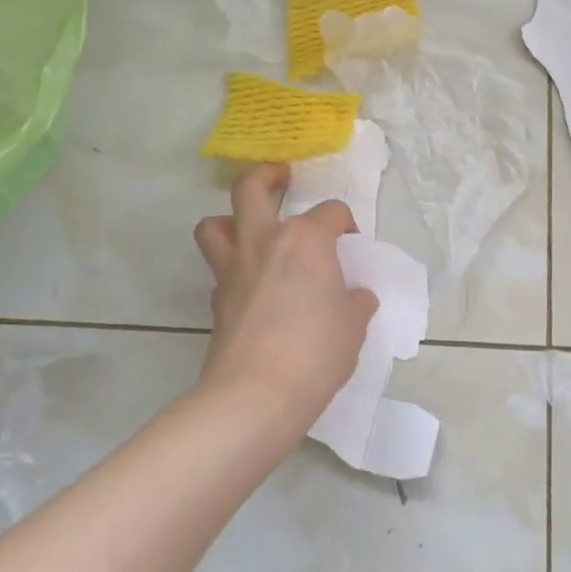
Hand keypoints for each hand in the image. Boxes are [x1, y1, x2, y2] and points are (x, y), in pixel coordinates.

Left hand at [192, 164, 377, 430]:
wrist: (255, 396)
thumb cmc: (316, 352)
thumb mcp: (353, 326)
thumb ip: (355, 303)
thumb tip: (355, 297)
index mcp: (306, 239)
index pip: (331, 212)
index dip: (344, 222)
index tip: (350, 242)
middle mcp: (264, 241)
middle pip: (251, 188)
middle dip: (266, 176)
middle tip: (281, 178)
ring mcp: (234, 269)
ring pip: (215, 224)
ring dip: (230, 219)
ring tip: (250, 228)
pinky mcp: (216, 300)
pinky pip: (219, 269)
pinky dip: (232, 267)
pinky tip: (251, 285)